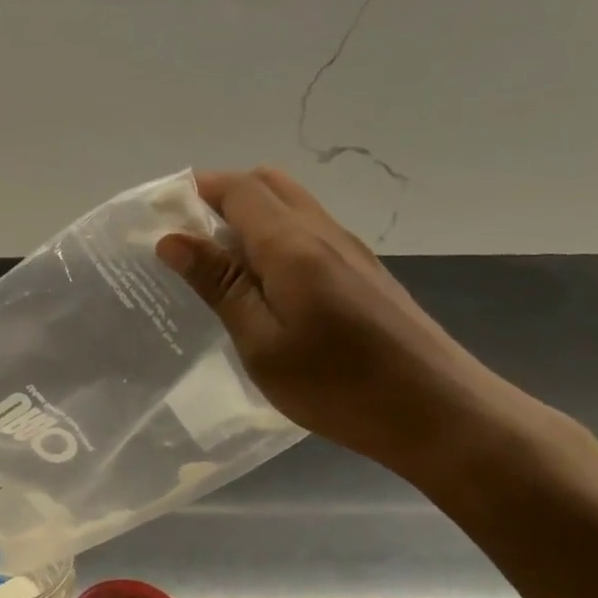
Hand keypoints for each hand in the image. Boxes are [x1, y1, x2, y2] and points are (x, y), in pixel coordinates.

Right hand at [157, 166, 531, 478]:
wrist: (438, 413)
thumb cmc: (337, 385)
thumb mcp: (261, 342)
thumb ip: (219, 285)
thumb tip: (172, 239)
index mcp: (293, 246)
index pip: (239, 188)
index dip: (196, 189)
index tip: (158, 214)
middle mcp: (324, 233)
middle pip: (268, 185)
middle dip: (220, 197)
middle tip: (185, 240)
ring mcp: (350, 251)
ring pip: (291, 206)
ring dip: (248, 217)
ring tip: (215, 265)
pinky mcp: (363, 273)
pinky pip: (307, 232)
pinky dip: (272, 238)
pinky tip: (261, 286)